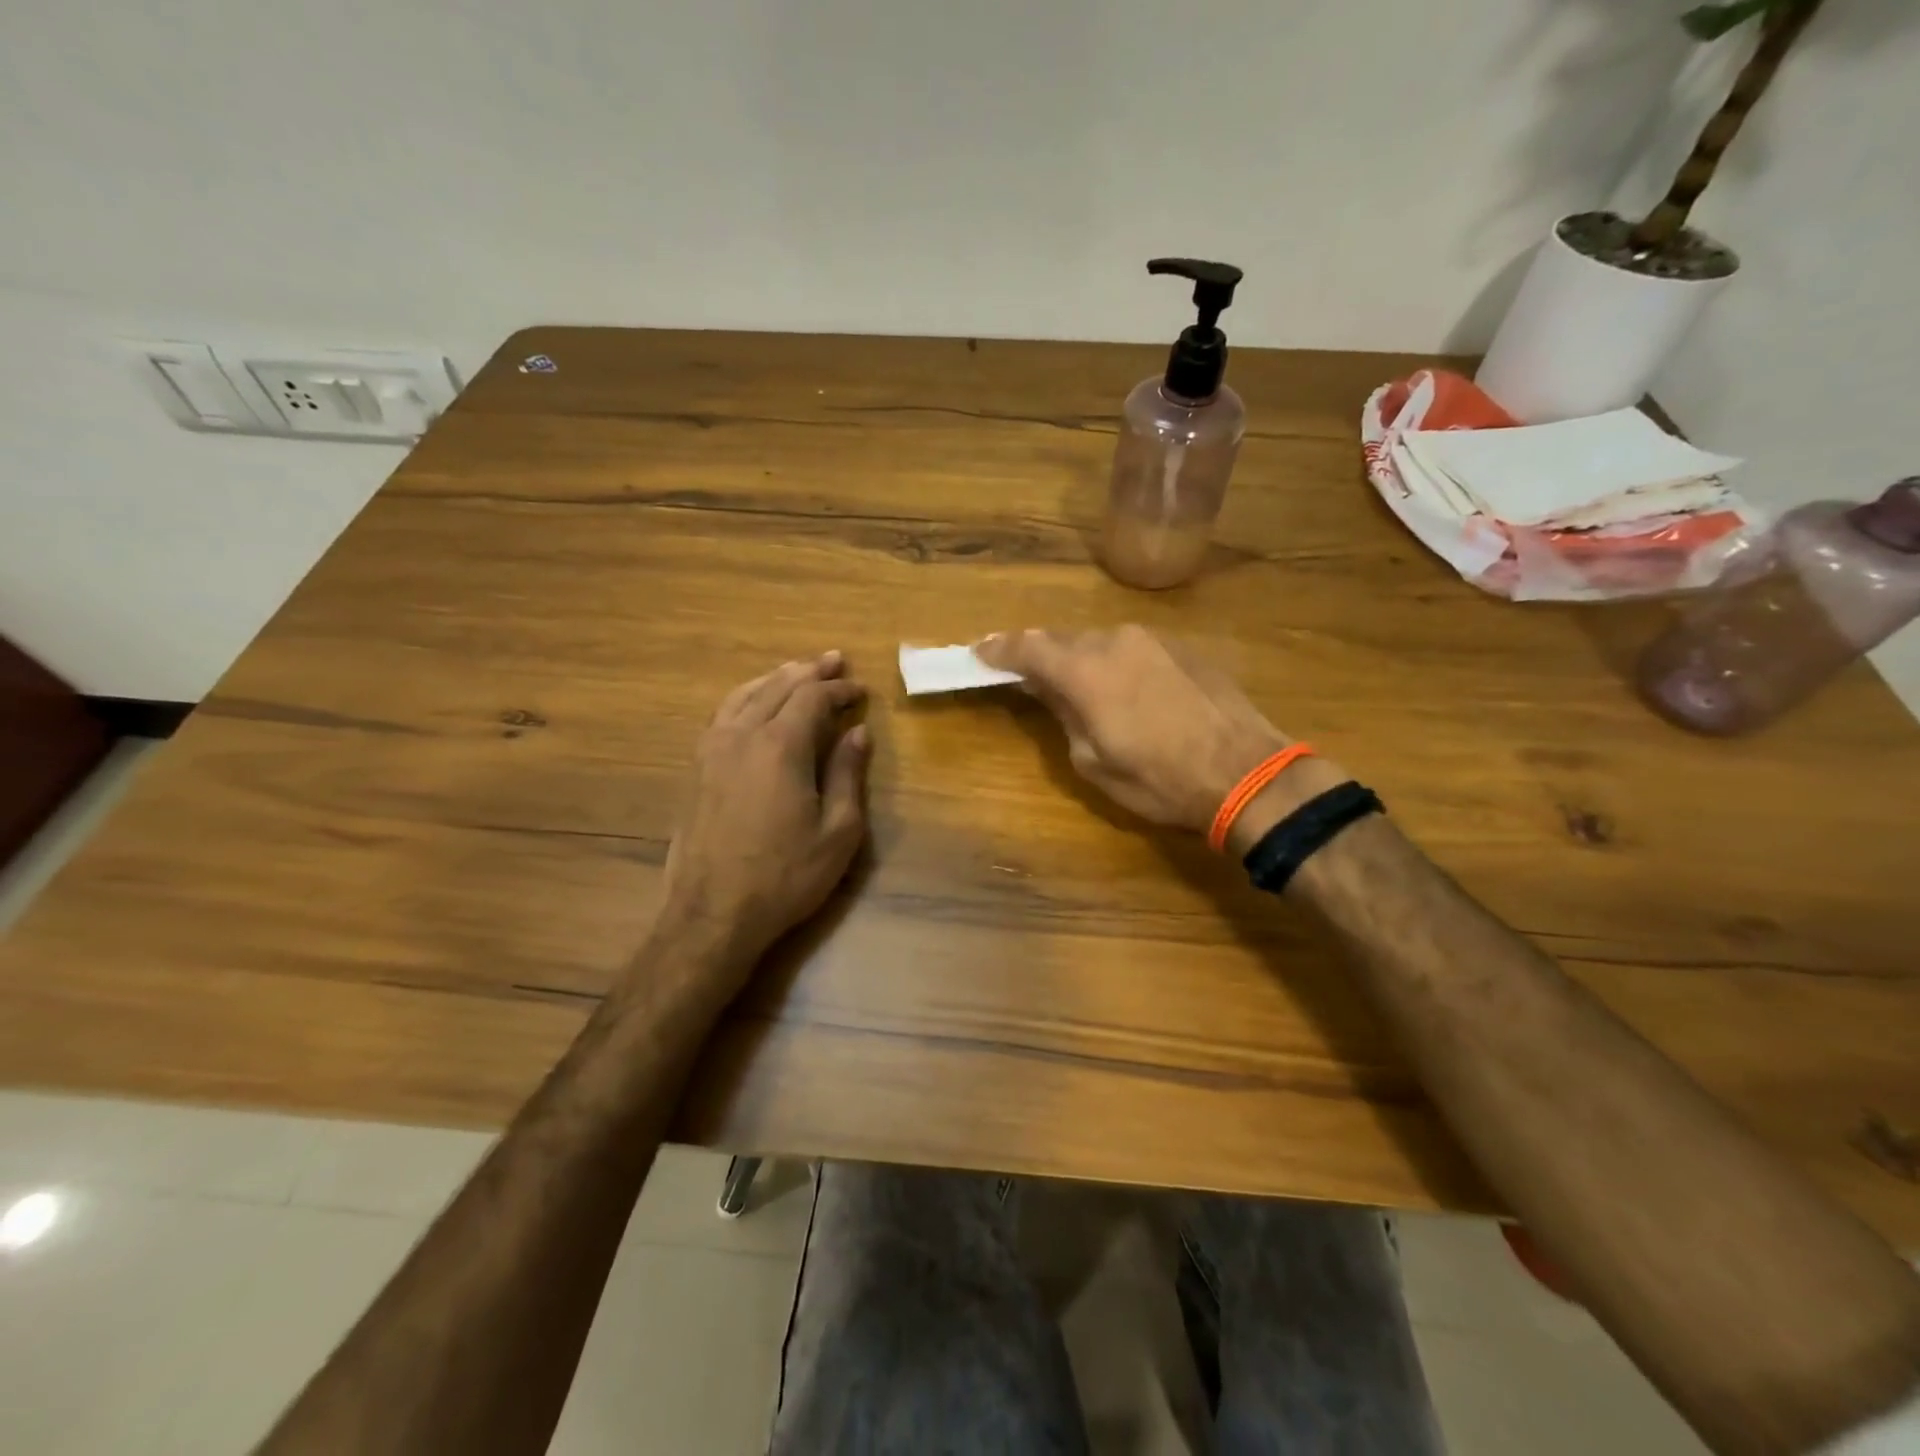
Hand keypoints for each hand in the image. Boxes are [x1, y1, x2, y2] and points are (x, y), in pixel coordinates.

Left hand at [659, 651, 870, 978]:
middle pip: (778, 686)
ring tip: (797, 671)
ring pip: (744, 694)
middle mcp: (742, 735)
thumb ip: (847, 775)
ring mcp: (712, 749)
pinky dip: (745, 697)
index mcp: (780, 746)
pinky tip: (754, 703)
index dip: (839, 688)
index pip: (812, 697)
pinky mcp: (696, 768)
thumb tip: (858, 733)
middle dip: (809, 671)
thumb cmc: (785, 876)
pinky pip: (722, 714)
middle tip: (834, 661)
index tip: (861, 690)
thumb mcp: (837, 832)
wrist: (712, 913)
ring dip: (775, 678)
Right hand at [977, 626, 1332, 843]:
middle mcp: (1115, 641)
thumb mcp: (1094, 762)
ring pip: (1100, 642)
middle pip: (1063, 640)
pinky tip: (1124, 690)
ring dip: (1081, 660)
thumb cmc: (1160, 780)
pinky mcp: (1183, 648)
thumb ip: (1064, 716)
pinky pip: (1133, 649)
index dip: (998, 650)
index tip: (978, 653)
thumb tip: (1049, 691)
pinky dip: (1116, 663)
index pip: (1027, 648)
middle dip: (1041, 656)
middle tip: (1026, 676)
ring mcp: (1153, 640)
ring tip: (1079, 688)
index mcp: (1085, 670)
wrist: (1246, 773)